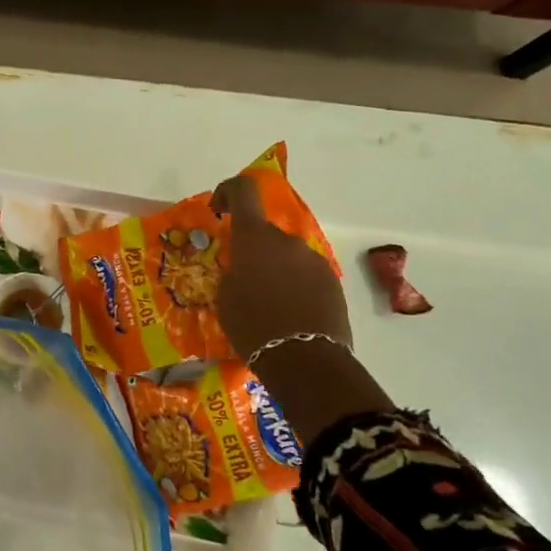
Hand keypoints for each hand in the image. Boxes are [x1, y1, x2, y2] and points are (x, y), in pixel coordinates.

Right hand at [212, 173, 352, 356]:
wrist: (305, 360)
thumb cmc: (252, 325)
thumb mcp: (225, 297)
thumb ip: (232, 272)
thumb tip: (241, 269)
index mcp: (255, 237)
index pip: (243, 191)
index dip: (228, 191)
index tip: (219, 209)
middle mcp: (287, 240)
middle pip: (265, 233)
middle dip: (252, 250)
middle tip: (241, 280)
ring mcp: (313, 260)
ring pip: (286, 256)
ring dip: (274, 270)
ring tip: (265, 303)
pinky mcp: (332, 283)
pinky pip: (304, 275)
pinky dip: (293, 286)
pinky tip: (286, 315)